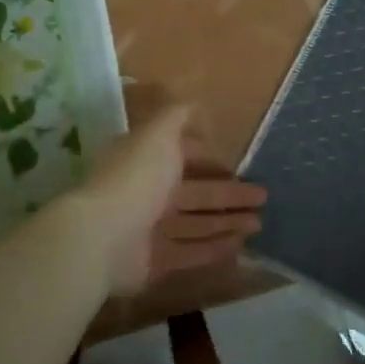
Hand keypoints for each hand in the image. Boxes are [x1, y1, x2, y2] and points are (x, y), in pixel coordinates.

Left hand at [74, 103, 265, 295]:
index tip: (235, 163)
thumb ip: (176, 117)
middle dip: (229, 194)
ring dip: (228, 222)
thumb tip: (192, 101)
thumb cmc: (135, 177)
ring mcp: (150, 230)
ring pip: (197, 224)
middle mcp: (148, 193)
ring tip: (259, 222)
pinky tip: (241, 246)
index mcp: (146, 161)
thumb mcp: (158, 134)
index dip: (206, 158)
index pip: (180, 157)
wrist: (102, 236)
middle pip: (196, 193)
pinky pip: (191, 252)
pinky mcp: (155, 262)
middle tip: (263, 195)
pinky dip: (215, 249)